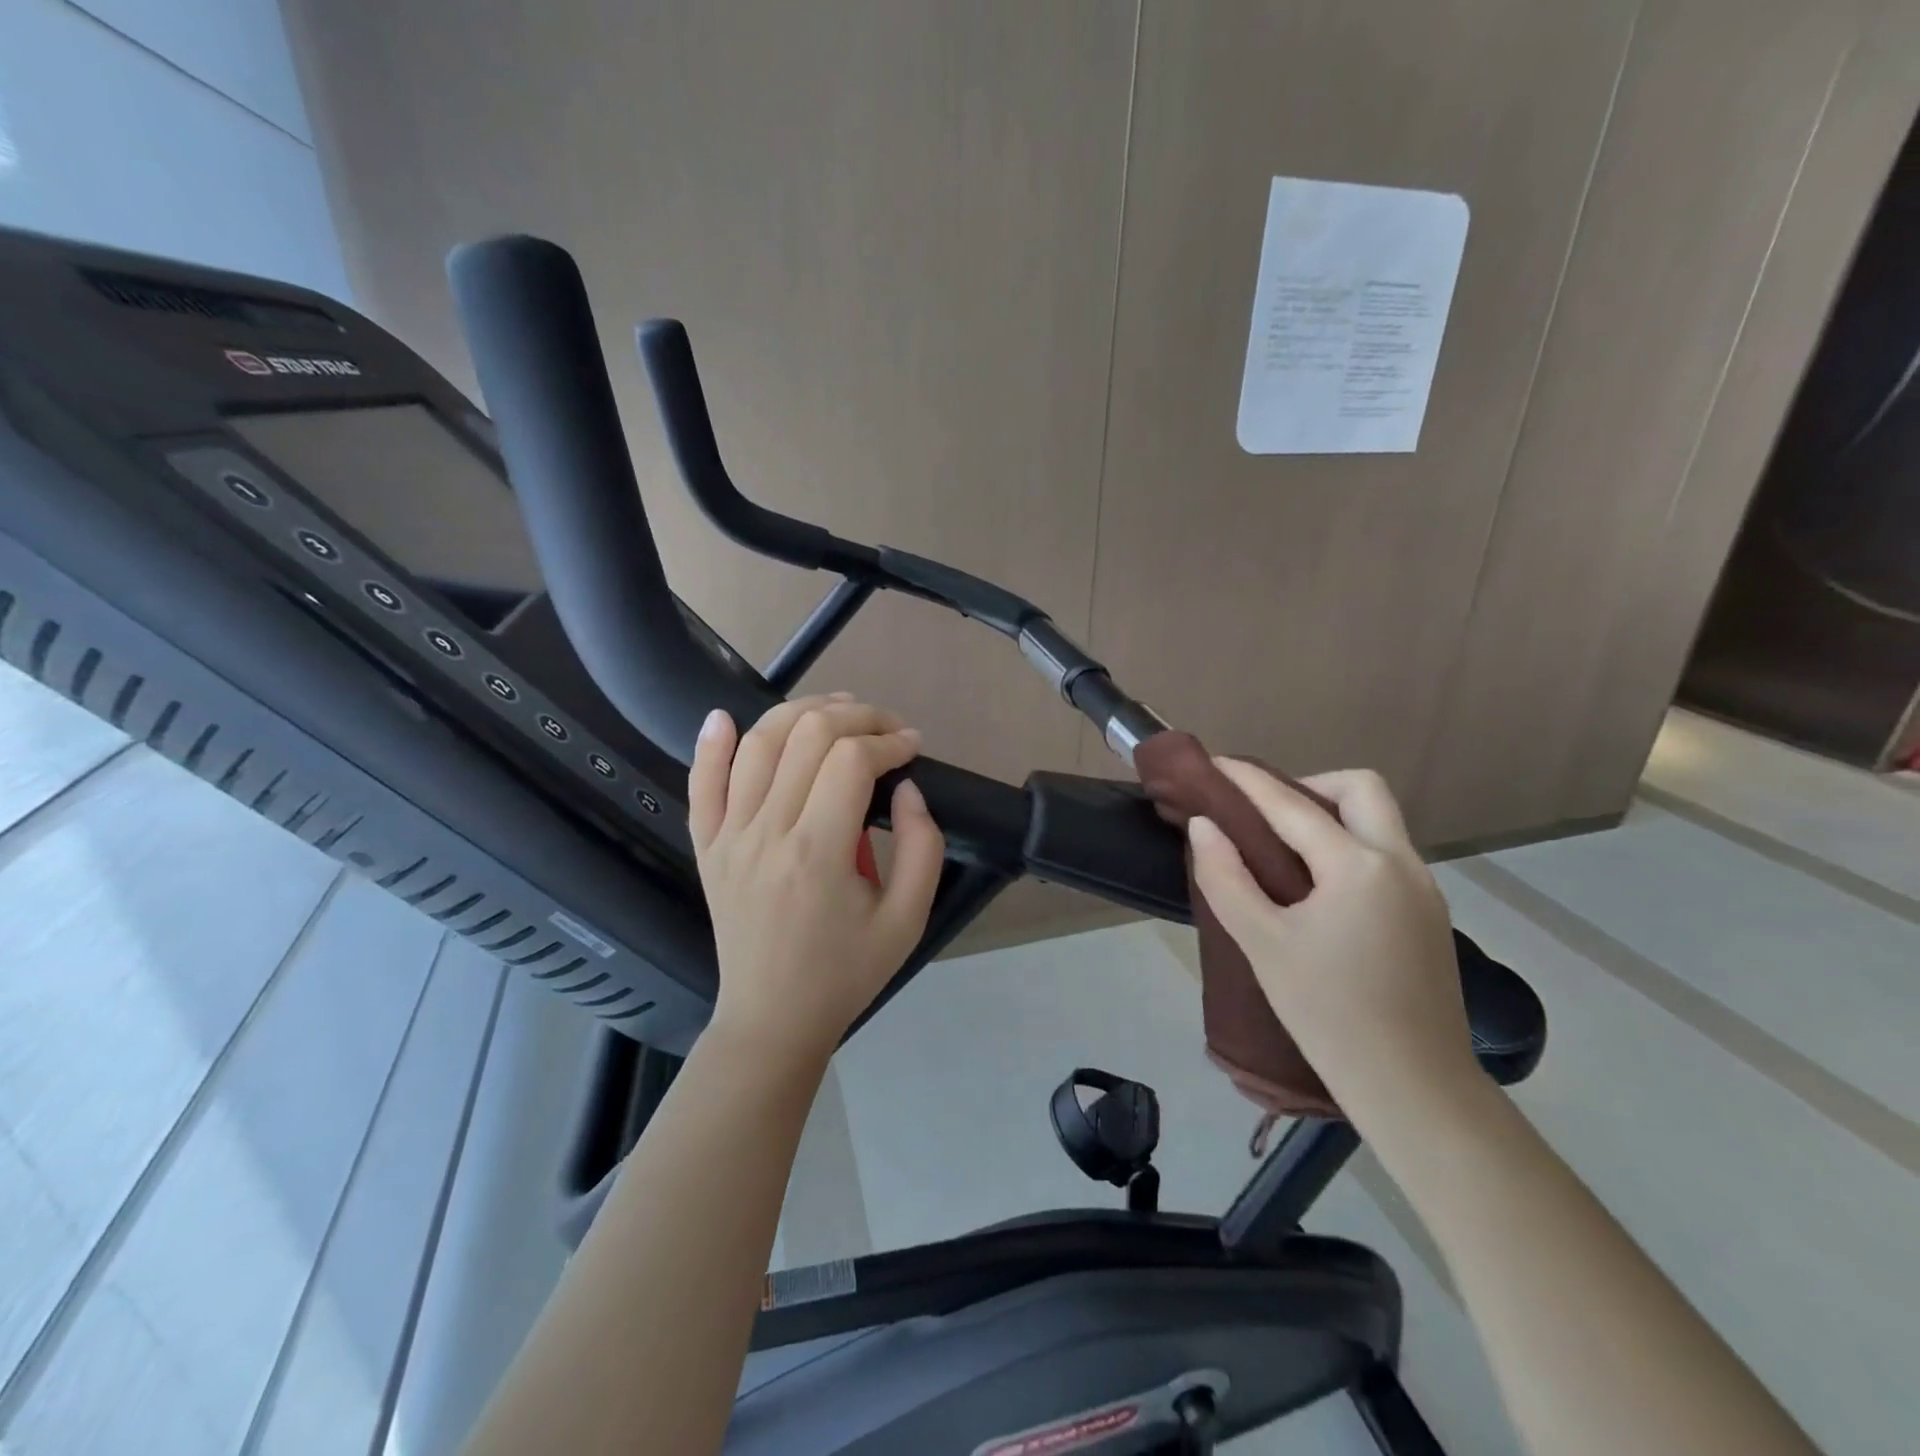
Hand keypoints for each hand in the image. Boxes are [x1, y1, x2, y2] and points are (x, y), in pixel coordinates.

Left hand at [689, 693, 945, 1064]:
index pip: (851, 760)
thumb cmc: (845, 972)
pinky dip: (711, 744)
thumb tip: (908, 788)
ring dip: (800, 712)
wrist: (772, 1018)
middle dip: (856, 717)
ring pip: (757, 744)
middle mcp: (766, 833)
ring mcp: (728, 837)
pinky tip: (725, 717)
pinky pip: (701, 783)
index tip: (913, 747)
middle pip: (807, 736)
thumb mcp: (908, 920)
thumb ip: (922, 848)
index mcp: (818, 853)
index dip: (889, 741)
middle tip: (886, 727)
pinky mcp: (706, 846)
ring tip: (837, 710)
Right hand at [1187, 763, 1479, 1119]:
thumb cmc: (1327, 1013)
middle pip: (1360, 788)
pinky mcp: (1431, 914)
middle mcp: (1401, 862)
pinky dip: (1349, 846)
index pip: (1293, 803)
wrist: (1414, 1088)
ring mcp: (1425, 888)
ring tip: (1283, 851)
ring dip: (1331, 814)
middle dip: (1309, 784)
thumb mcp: (1263, 944)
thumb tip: (1205, 825)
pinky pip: (1386, 853)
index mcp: (1358, 866)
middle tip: (1266, 815)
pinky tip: (1318, 888)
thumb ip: (1226, 877)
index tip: (1215, 763)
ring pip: (1379, 820)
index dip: (1248, 779)